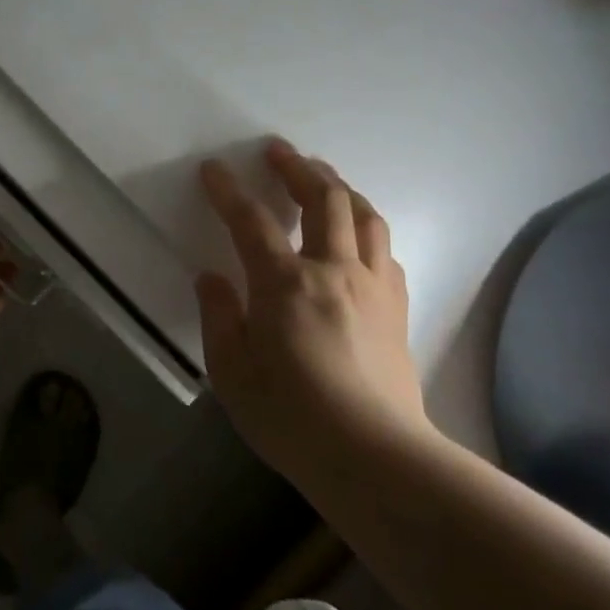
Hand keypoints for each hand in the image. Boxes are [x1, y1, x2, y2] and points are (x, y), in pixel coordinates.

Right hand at [194, 140, 428, 487]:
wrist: (376, 457)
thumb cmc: (292, 418)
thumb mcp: (232, 373)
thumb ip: (219, 317)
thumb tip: (212, 278)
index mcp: (286, 284)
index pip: (251, 222)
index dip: (229, 191)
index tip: (213, 169)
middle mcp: (334, 271)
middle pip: (323, 200)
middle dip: (297, 168)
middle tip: (277, 152)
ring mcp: (373, 287)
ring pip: (365, 216)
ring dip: (340, 187)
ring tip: (322, 177)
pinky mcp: (397, 309)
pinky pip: (385, 250)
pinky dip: (367, 228)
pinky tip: (358, 235)